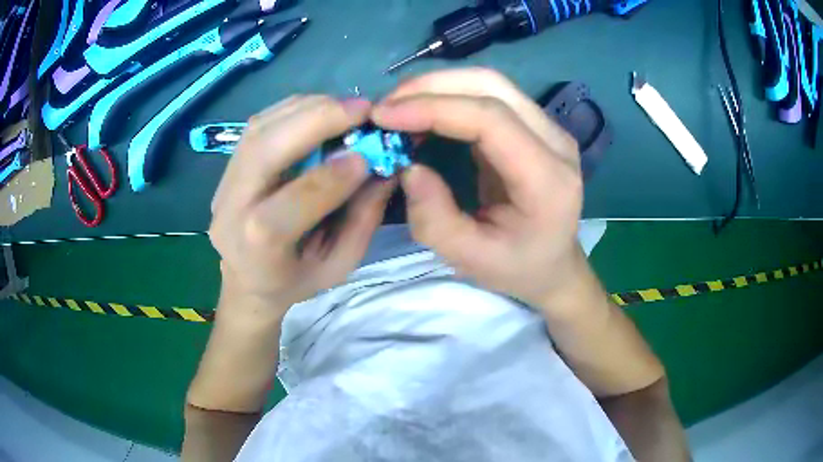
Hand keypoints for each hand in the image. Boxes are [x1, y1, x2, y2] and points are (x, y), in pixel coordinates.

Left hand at [209, 96, 395, 311]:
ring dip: (307, 108)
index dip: (332, 175)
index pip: (293, 202)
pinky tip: (321, 109)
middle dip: (317, 120)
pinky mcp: (227, 167)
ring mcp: (223, 184)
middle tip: (362, 108)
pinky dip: (293, 109)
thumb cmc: (295, 281)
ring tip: (346, 107)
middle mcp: (231, 208)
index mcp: (258, 247)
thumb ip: (363, 219)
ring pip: (260, 128)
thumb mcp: (339, 265)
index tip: (369, 157)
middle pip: (265, 149)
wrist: (247, 281)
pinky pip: (258, 125)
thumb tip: (386, 168)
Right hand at [372, 68, 584, 307]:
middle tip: (385, 107)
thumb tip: (408, 166)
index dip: (434, 108)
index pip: (492, 119)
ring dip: (438, 86)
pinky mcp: (533, 125)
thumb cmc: (517, 268)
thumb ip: (435, 219)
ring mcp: (547, 128)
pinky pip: (488, 95)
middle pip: (492, 86)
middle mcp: (555, 142)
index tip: (384, 115)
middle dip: (431, 87)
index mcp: (548, 179)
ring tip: (397, 107)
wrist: (553, 264)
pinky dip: (449, 95)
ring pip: (489, 82)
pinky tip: (422, 111)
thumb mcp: (470, 259)